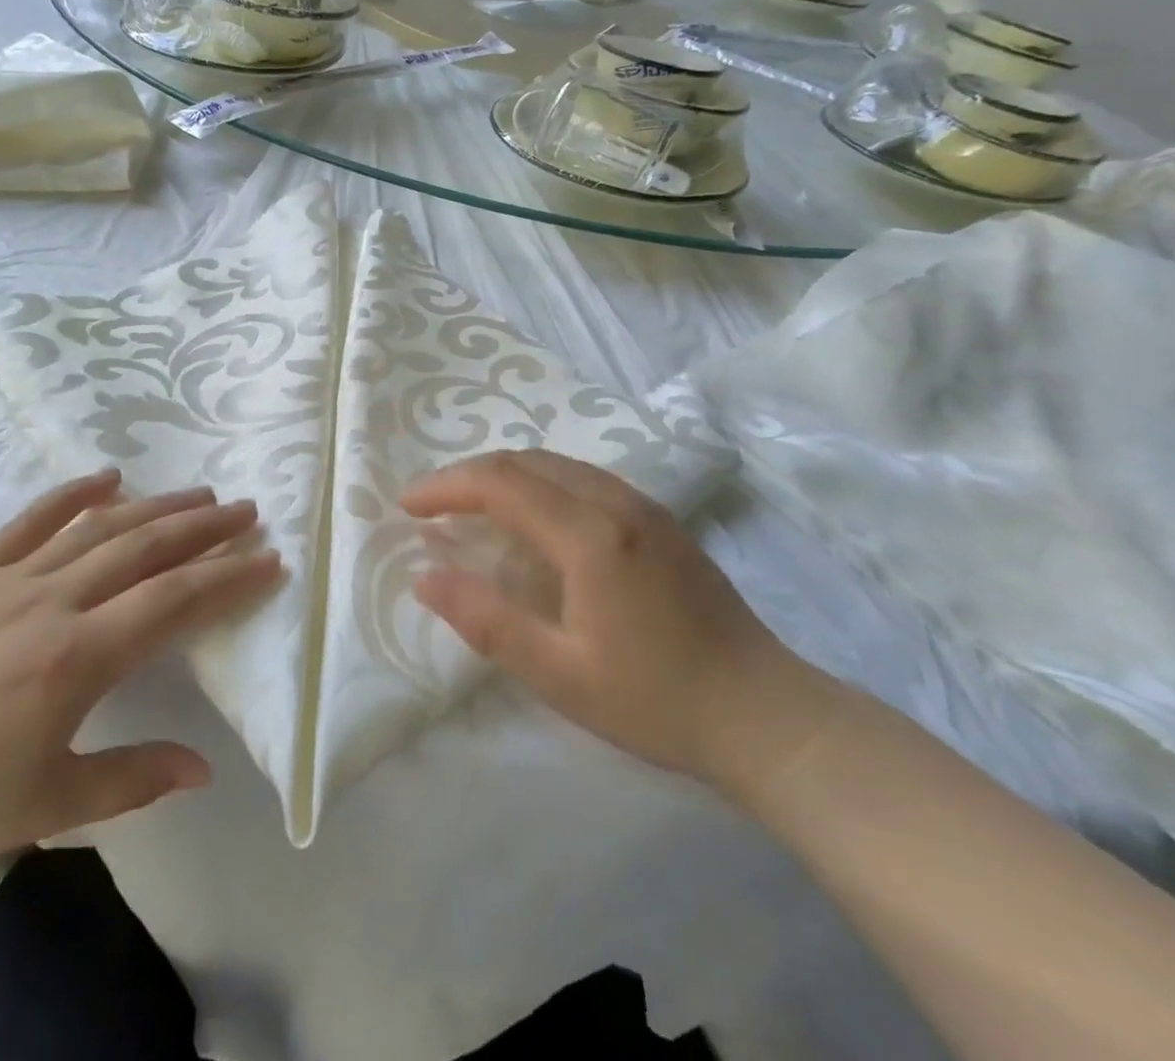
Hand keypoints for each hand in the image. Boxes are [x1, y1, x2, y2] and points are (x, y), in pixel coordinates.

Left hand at [0, 470, 278, 900]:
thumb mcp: (47, 807)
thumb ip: (133, 779)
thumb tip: (204, 766)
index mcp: (74, 661)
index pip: (173, 603)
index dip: (227, 577)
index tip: (268, 559)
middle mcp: (49, 604)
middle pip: (144, 550)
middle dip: (204, 527)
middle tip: (247, 510)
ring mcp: (6, 581)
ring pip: (98, 529)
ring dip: (155, 506)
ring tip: (200, 492)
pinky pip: (30, 522)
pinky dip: (72, 494)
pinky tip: (107, 475)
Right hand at [404, 450, 829, 785]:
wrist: (767, 715)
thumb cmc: (657, 701)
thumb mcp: (559, 675)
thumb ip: (487, 620)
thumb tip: (425, 577)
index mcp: (590, 535)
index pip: (500, 483)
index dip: (445, 486)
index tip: (407, 505)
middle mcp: (615, 502)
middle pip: (525, 461)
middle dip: (469, 475)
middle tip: (431, 506)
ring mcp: (644, 506)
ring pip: (555, 463)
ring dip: (503, 475)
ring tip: (469, 508)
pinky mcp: (660, 519)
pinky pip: (582, 477)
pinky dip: (538, 483)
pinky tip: (530, 519)